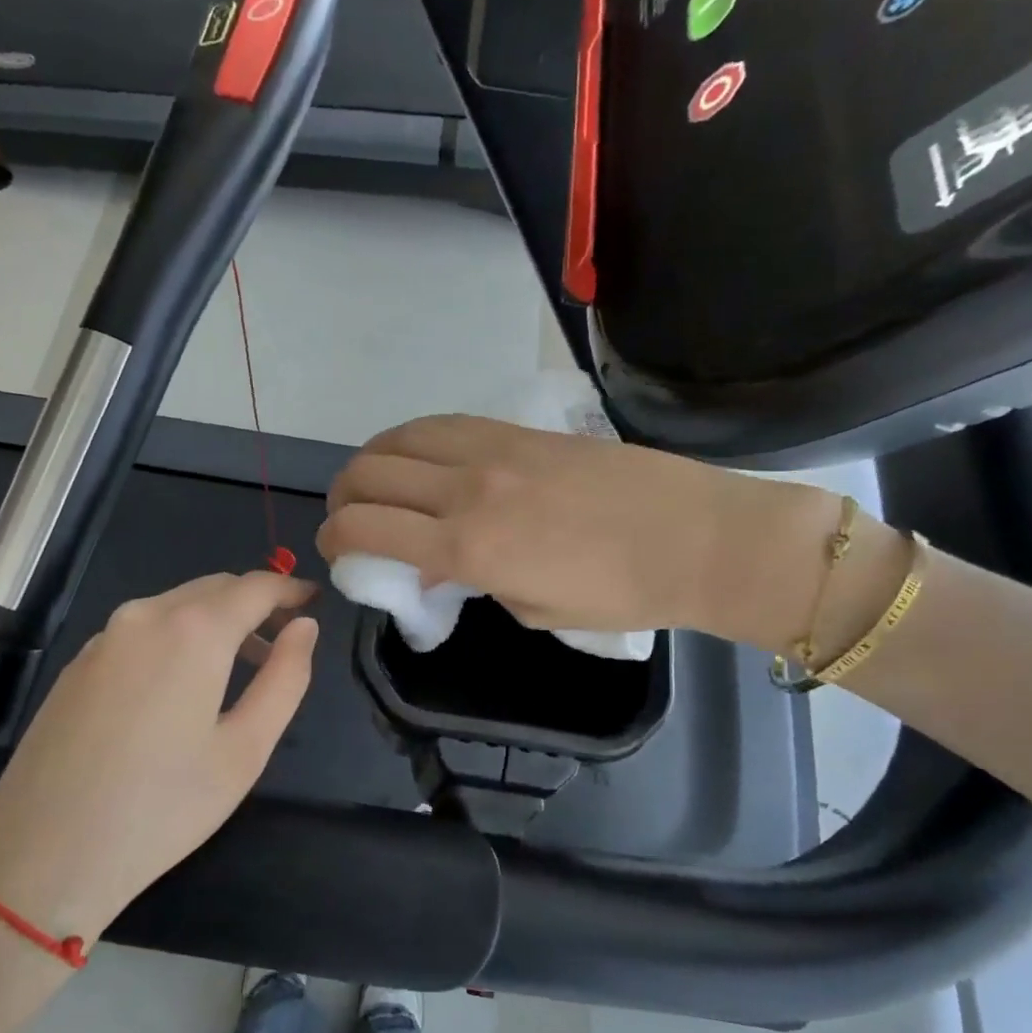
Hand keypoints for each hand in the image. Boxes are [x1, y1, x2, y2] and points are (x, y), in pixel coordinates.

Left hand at [0, 572, 318, 945]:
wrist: (43, 857)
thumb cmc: (163, 808)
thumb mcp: (245, 750)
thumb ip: (285, 678)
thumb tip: (304, 628)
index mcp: (193, 631)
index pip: (255, 586)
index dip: (290, 590)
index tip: (315, 602)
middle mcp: (144, 616)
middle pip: (213, 588)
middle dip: (254, 603)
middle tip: (284, 640)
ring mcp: (103, 638)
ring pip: (175, 606)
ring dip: (215, 621)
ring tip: (240, 667)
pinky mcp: (76, 664)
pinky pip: (142, 630)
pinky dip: (176, 637)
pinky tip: (181, 685)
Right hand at [318, 415, 837, 651]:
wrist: (696, 537)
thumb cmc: (619, 594)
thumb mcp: (530, 608)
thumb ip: (472, 580)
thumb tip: (436, 563)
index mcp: (468, 547)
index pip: (366, 528)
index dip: (335, 539)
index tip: (337, 550)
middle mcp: (466, 489)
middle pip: (369, 475)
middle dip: (341, 498)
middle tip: (349, 518)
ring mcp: (492, 450)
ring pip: (398, 439)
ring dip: (370, 461)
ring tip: (373, 482)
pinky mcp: (517, 429)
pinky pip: (442, 424)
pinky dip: (411, 439)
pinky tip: (416, 454)